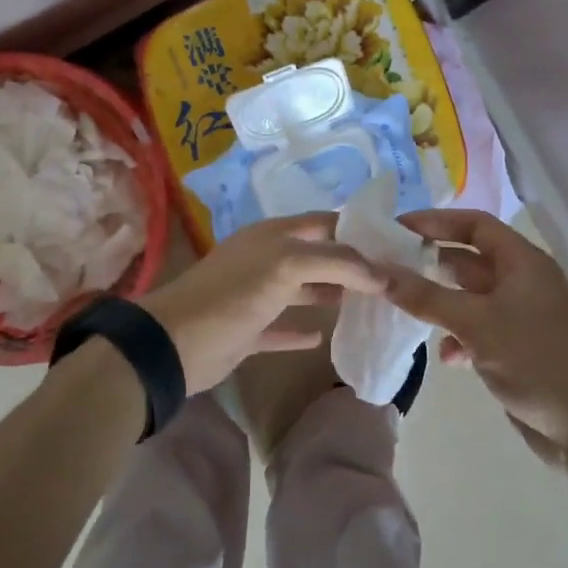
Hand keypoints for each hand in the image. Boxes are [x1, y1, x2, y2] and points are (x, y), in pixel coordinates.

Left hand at [137, 214, 385, 393]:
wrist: (174, 344)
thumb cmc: (233, 295)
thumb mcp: (286, 266)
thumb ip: (336, 262)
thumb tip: (381, 274)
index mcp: (273, 235)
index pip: (324, 222)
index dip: (356, 229)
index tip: (393, 244)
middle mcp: (266, 259)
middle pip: (316, 255)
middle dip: (349, 263)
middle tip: (390, 278)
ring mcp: (255, 295)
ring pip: (301, 289)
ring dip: (330, 293)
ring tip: (368, 304)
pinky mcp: (248, 331)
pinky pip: (281, 327)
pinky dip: (301, 331)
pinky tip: (323, 336)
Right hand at [383, 209, 567, 461]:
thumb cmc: (535, 360)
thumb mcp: (475, 323)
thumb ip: (426, 297)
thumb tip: (379, 273)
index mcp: (523, 261)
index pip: (475, 224)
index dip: (436, 221)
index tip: (397, 229)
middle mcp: (523, 281)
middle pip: (469, 259)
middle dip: (430, 263)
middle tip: (389, 268)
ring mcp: (522, 316)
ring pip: (471, 297)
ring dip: (440, 303)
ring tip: (404, 308)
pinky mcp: (518, 348)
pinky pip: (479, 329)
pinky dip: (458, 337)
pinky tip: (446, 358)